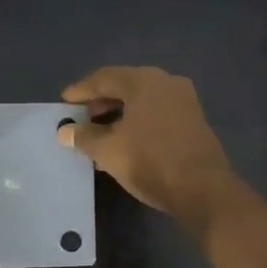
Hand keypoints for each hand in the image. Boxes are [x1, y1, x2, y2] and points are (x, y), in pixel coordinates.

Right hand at [58, 66, 240, 230]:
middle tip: (80, 118)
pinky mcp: (193, 121)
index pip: (104, 78)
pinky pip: (156, 113)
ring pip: (142, 101)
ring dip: (118, 114)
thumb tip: (64, 131)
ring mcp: (184, 101)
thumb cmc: (150, 162)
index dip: (81, 90)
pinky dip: (137, 122)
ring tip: (98, 133)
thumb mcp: (108, 150)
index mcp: (144, 81)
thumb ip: (84, 136)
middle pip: (125, 86)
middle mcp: (166, 82)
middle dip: (100, 102)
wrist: (202, 189)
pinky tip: (124, 141)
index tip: (63, 102)